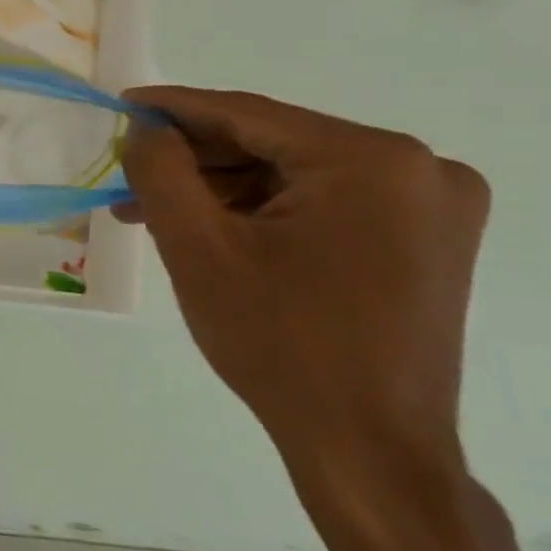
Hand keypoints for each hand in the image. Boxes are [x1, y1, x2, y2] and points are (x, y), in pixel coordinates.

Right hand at [119, 87, 489, 503]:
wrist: (367, 447)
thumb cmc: (279, 342)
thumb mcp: (199, 249)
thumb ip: (162, 171)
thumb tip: (145, 128)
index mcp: (374, 162)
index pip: (251, 115)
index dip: (176, 108)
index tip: (121, 103)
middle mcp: (419, 170)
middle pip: (275, 144)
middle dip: (194, 160)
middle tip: (125, 172)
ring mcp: (429, 208)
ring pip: (294, 176)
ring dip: (220, 190)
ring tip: (149, 212)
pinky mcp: (422, 241)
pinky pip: (321, 204)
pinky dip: (259, 213)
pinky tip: (206, 230)